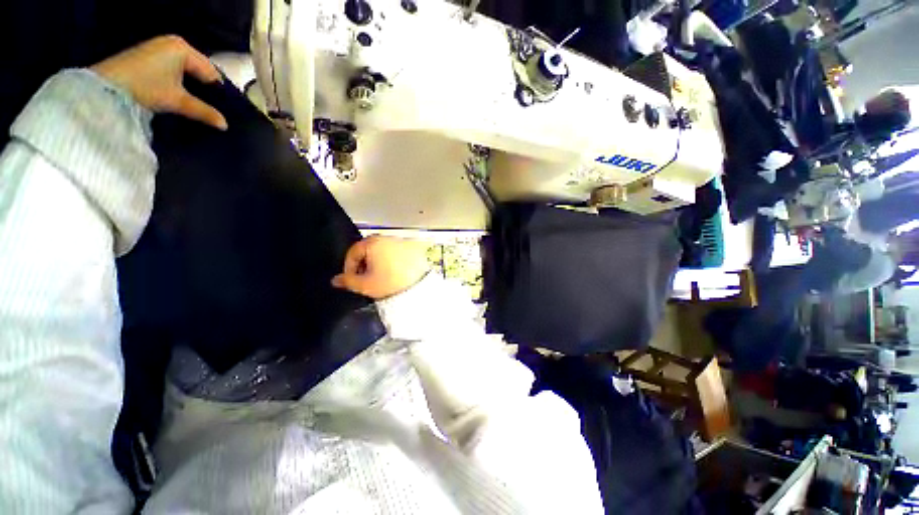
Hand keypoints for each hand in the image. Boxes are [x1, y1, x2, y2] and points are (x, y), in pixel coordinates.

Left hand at [91, 35, 227, 129]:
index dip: (218, 92)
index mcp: (184, 48)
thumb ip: (203, 111)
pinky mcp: (149, 56)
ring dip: (192, 87)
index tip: (225, 110)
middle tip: (213, 109)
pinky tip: (180, 95)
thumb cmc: (146, 87)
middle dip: (205, 89)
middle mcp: (174, 44)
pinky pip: (174, 69)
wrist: (105, 87)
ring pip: (187, 71)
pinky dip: (179, 82)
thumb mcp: (177, 100)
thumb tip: (225, 124)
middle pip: (199, 70)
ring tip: (198, 104)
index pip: (211, 72)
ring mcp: (160, 48)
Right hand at [332, 236, 430, 299]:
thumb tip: (335, 280)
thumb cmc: (390, 282)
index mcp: (372, 243)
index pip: (353, 252)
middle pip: (368, 250)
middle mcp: (386, 237)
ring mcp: (400, 241)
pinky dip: (391, 261)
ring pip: (382, 251)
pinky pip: (395, 253)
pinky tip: (394, 273)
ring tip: (380, 278)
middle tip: (365, 279)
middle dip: (364, 264)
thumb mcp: (365, 284)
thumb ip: (348, 281)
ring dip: (378, 263)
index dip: (349, 267)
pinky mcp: (412, 247)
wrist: (420, 283)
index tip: (351, 280)